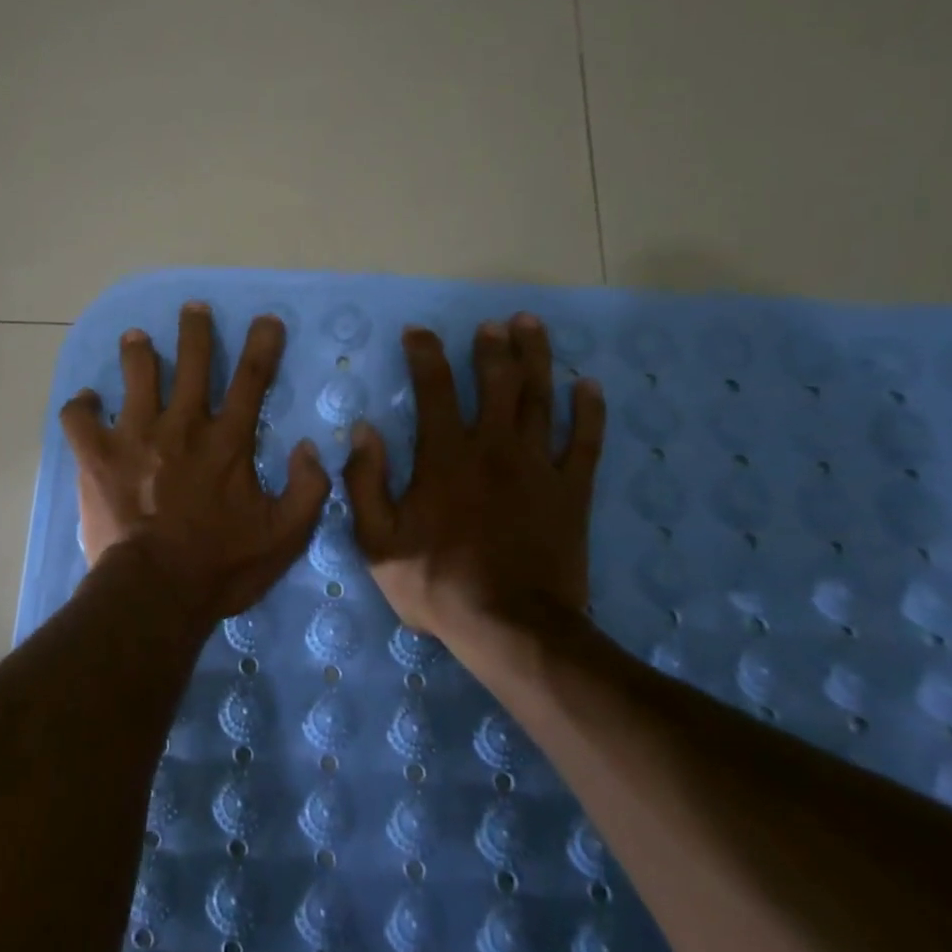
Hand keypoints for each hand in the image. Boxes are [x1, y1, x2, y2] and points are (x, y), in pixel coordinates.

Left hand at [59, 303, 330, 622]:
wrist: (156, 593)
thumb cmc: (221, 565)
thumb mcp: (285, 535)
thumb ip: (308, 489)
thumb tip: (312, 448)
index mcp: (227, 440)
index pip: (251, 378)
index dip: (262, 344)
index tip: (265, 320)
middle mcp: (182, 425)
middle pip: (191, 361)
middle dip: (195, 329)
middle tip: (193, 309)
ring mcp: (135, 435)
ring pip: (136, 374)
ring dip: (138, 351)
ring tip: (137, 338)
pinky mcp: (97, 456)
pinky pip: (80, 418)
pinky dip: (82, 406)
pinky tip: (87, 401)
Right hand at [343, 314, 605, 641]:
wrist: (512, 628)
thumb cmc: (437, 583)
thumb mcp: (378, 540)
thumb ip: (366, 481)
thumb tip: (363, 429)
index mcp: (445, 455)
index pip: (433, 388)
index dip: (425, 354)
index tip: (419, 332)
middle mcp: (492, 447)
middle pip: (496, 382)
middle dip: (492, 347)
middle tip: (492, 323)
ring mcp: (537, 466)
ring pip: (539, 398)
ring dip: (536, 358)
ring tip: (531, 326)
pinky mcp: (570, 491)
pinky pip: (584, 441)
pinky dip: (588, 411)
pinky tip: (589, 385)